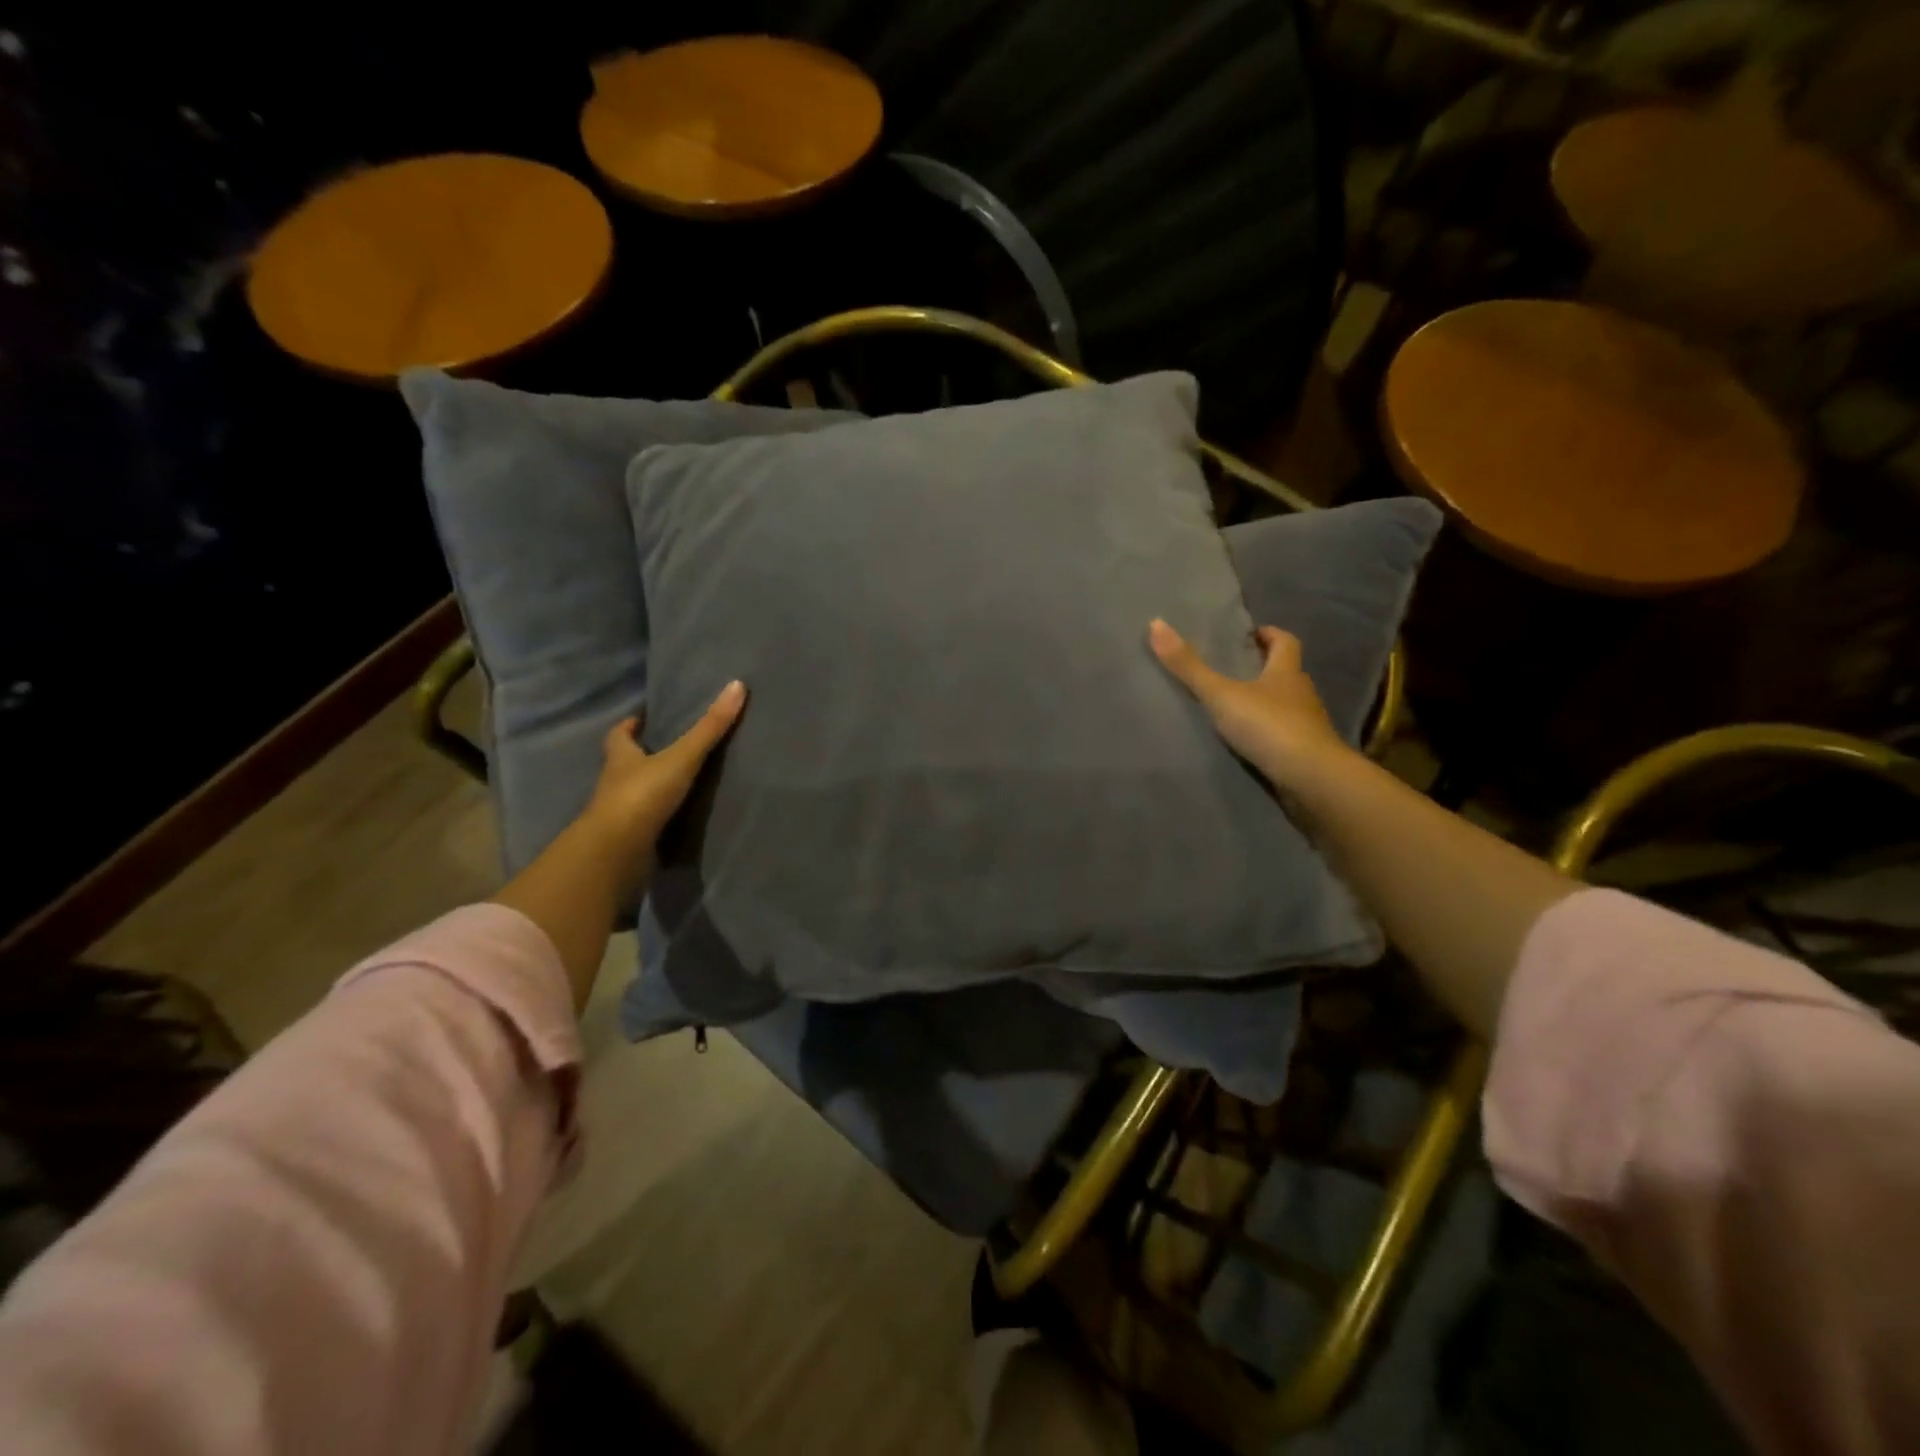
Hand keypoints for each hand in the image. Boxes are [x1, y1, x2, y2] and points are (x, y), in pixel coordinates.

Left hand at [579, 681, 747, 860]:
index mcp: (620, 757)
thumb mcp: (681, 757)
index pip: (620, 734)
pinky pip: (649, 822)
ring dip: (654, 787)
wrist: (617, 851)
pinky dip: (662, 817)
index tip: (644, 718)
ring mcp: (621, 812)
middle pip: (627, 762)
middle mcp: (615, 782)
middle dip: (644, 755)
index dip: (631, 725)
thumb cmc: (642, 795)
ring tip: (685, 781)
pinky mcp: (631, 838)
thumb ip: (709, 727)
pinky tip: (683, 816)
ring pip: (637, 793)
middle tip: (672, 747)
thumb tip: (737, 685)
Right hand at [1148, 619, 1349, 788]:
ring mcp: (1306, 725)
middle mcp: (1301, 693)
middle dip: (1263, 668)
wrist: (1312, 779)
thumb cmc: (1269, 726)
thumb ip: (1189, 666)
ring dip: (1265, 703)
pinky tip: (1247, 742)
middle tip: (1232, 669)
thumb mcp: (1221, 694)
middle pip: (1285, 672)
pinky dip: (1267, 733)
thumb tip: (1156, 623)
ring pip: (1285, 705)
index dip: (1269, 634)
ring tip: (1232, 708)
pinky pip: (1283, 735)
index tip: (1249, 635)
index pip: (1285, 642)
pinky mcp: (1304, 753)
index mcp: (1287, 672)